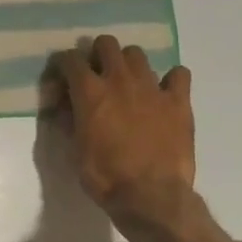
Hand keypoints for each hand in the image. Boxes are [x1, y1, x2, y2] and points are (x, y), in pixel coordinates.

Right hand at [55, 35, 197, 239]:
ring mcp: (152, 88)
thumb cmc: (106, 177)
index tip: (63, 80)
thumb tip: (66, 108)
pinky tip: (164, 93)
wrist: (151, 197)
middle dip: (98, 54)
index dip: (64, 66)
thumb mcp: (75, 150)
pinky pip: (179, 74)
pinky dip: (170, 80)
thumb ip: (71, 121)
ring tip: (128, 84)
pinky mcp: (178, 101)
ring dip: (128, 64)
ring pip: (137, 54)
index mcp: (90, 91)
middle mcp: (119, 80)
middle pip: (107, 44)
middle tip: (97, 75)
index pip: (70, 59)